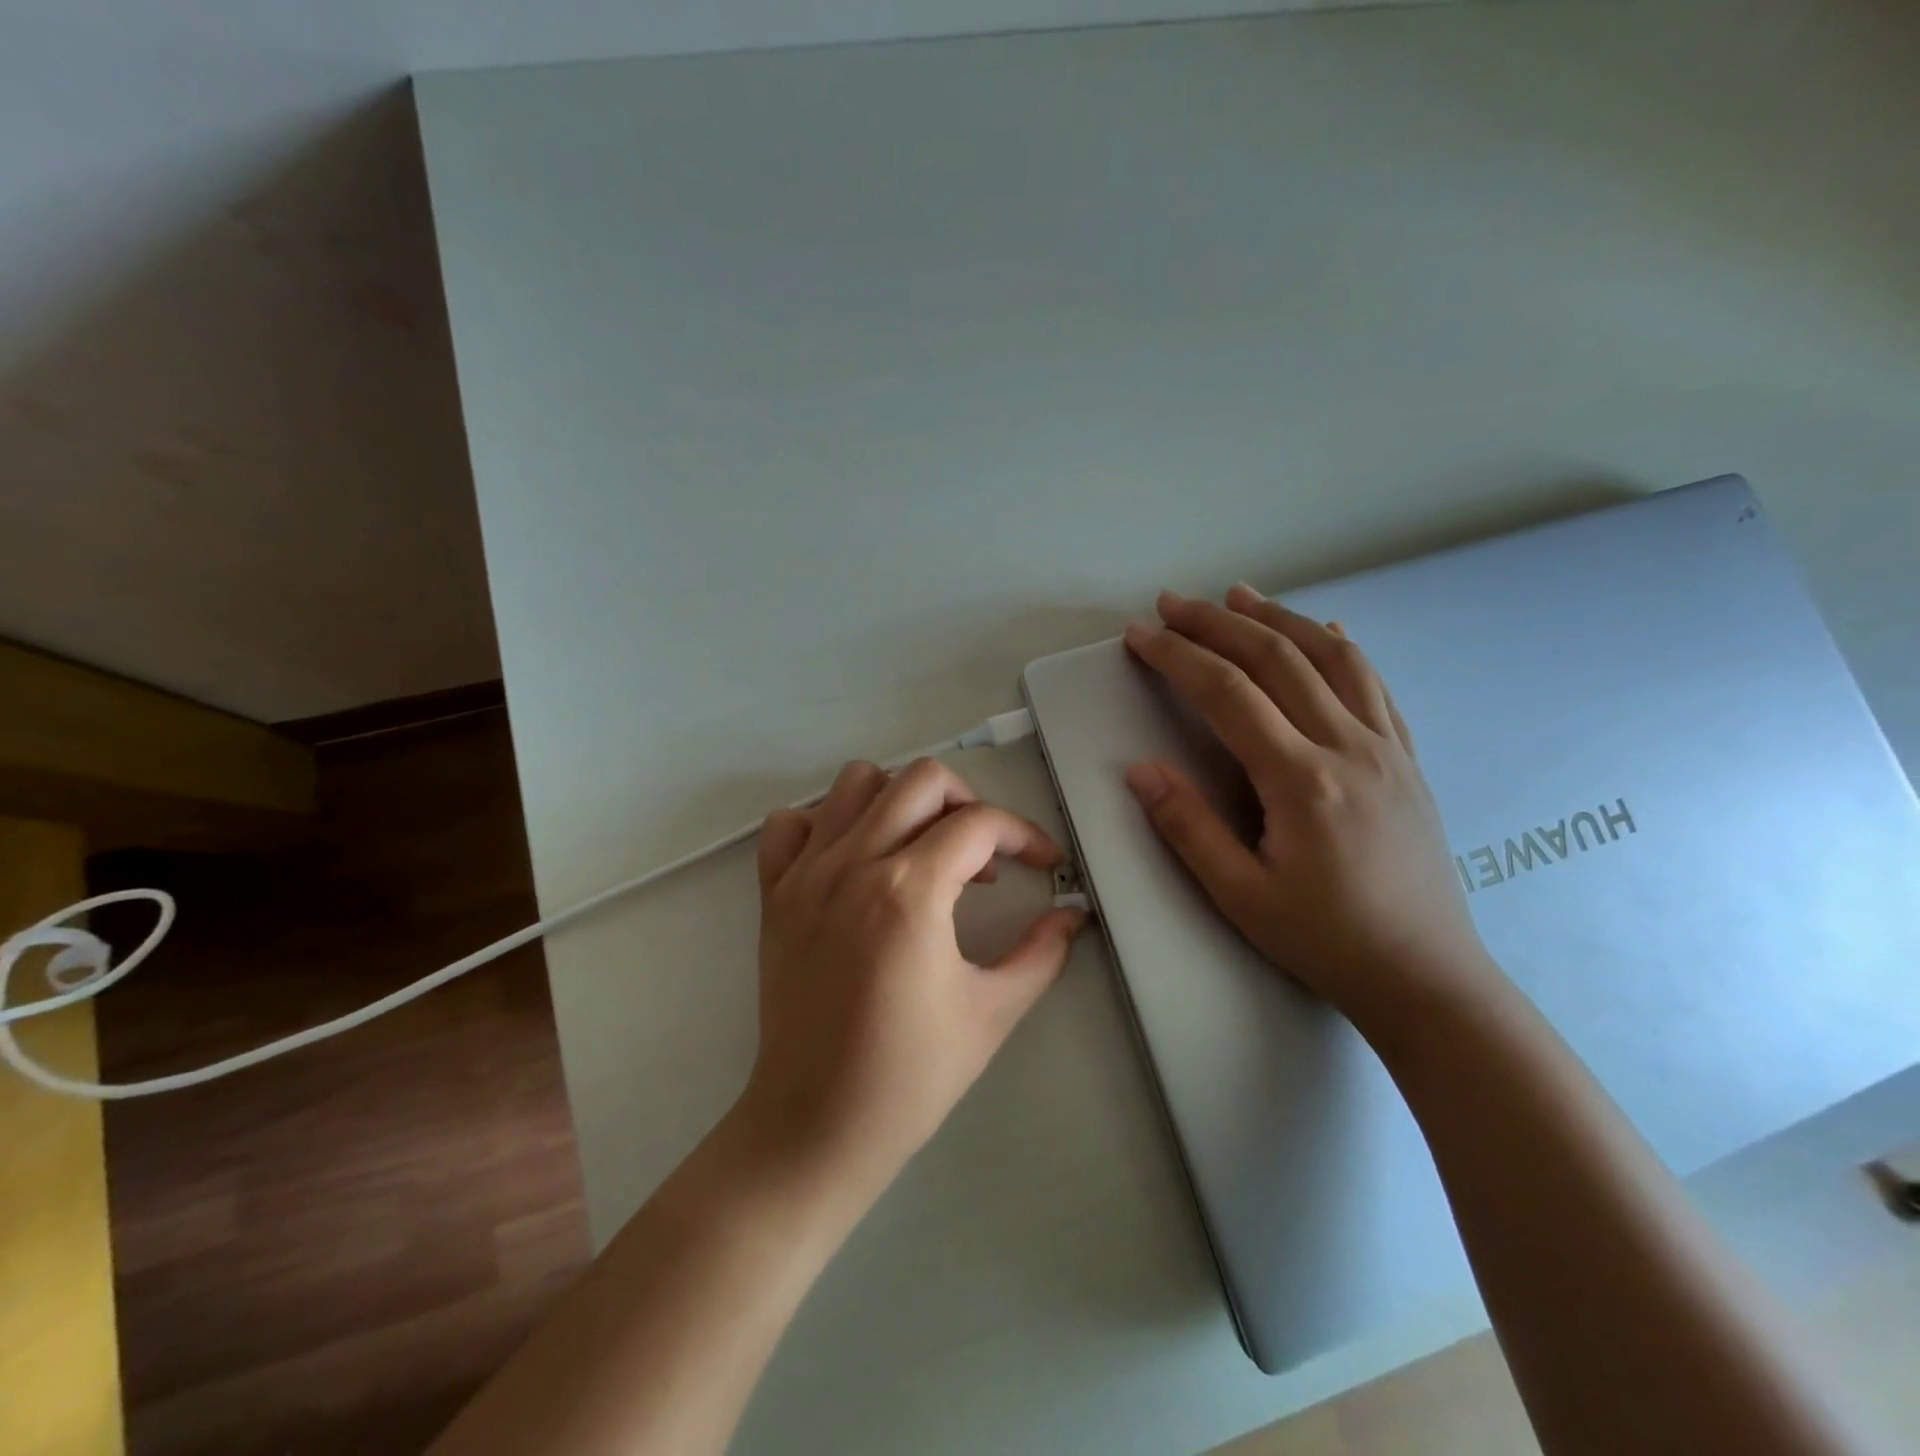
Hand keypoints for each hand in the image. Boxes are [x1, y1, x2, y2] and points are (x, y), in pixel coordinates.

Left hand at [741, 758, 1086, 1192]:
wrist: (815, 1124)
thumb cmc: (911, 1075)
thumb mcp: (993, 1013)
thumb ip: (1042, 953)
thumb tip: (1073, 916)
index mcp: (910, 890)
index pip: (980, 824)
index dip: (1026, 835)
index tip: (1044, 865)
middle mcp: (854, 864)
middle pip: (921, 780)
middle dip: (968, 802)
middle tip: (983, 852)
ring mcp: (806, 874)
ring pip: (856, 782)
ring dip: (900, 801)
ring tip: (921, 848)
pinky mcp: (774, 894)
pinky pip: (790, 824)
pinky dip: (826, 822)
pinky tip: (852, 859)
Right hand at [1122, 585, 1501, 1038]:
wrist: (1427, 977)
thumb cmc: (1326, 940)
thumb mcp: (1240, 895)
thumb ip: (1187, 827)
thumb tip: (1140, 770)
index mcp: (1302, 779)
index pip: (1227, 693)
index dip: (1177, 657)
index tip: (1139, 636)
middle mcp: (1349, 746)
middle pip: (1277, 658)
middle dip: (1216, 623)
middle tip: (1171, 603)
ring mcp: (1387, 747)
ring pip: (1331, 657)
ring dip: (1279, 618)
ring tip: (1239, 596)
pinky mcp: (1407, 758)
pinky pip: (1374, 685)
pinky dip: (1341, 647)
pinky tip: (1325, 630)